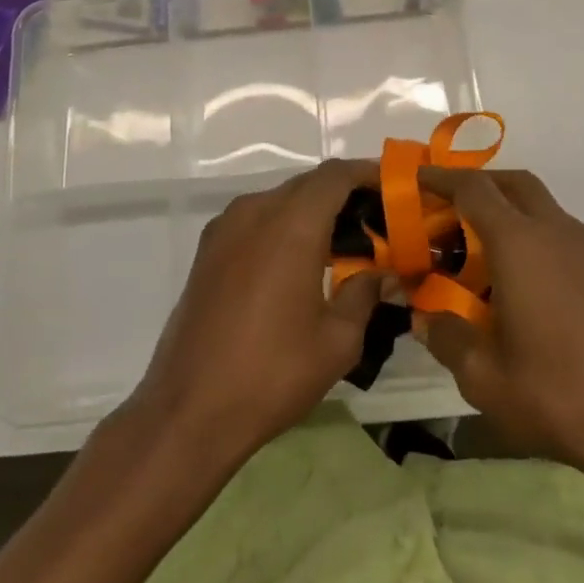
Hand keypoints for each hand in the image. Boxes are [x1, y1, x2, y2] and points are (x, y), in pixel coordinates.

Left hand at [126, 160, 381, 461]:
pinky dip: (284, 225)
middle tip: (377, 222)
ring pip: (280, 200)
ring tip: (343, 242)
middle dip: (344, 194)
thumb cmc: (272, 373)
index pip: (336, 175)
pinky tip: (300, 260)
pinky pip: (256, 219)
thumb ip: (364, 293)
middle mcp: (255, 212)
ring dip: (313, 210)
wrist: (189, 409)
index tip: (394, 188)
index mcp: (291, 224)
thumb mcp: (337, 340)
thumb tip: (383, 273)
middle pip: (308, 184)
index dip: (368, 173)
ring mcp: (225, 228)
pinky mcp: (208, 250)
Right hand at [417, 167, 583, 491]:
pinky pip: (562, 233)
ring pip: (543, 206)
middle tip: (449, 208)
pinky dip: (535, 236)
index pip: (474, 189)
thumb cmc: (558, 395)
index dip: (441, 179)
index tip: (417, 180)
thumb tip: (425, 317)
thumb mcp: (484, 377)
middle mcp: (556, 231)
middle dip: (479, 184)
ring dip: (509, 211)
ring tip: (483, 251)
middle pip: (514, 183)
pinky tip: (525, 283)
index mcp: (520, 244)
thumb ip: (446, 337)